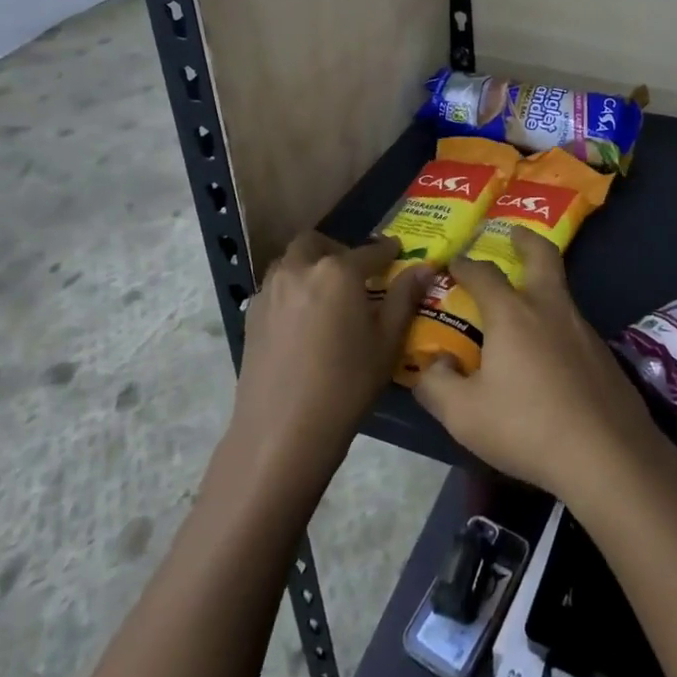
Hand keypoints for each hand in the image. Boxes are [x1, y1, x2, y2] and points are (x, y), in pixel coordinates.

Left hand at [229, 231, 430, 485]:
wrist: (282, 433)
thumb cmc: (346, 386)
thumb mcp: (387, 342)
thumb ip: (404, 297)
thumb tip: (424, 267)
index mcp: (337, 271)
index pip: (370, 251)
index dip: (387, 251)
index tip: (397, 251)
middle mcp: (300, 268)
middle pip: (318, 243)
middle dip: (337, 249)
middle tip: (354, 273)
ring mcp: (270, 290)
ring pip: (291, 261)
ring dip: (310, 265)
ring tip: (327, 294)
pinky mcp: (251, 314)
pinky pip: (275, 286)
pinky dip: (291, 289)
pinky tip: (302, 319)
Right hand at [411, 228, 662, 504]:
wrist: (608, 456)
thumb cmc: (528, 426)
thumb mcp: (464, 415)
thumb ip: (437, 386)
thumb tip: (433, 365)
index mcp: (512, 314)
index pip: (484, 274)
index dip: (466, 265)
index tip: (454, 261)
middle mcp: (550, 309)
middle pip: (542, 257)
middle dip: (526, 240)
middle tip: (514, 232)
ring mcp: (582, 330)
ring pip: (560, 292)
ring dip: (542, 284)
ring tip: (525, 305)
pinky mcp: (604, 355)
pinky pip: (573, 326)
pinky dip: (557, 324)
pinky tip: (550, 356)